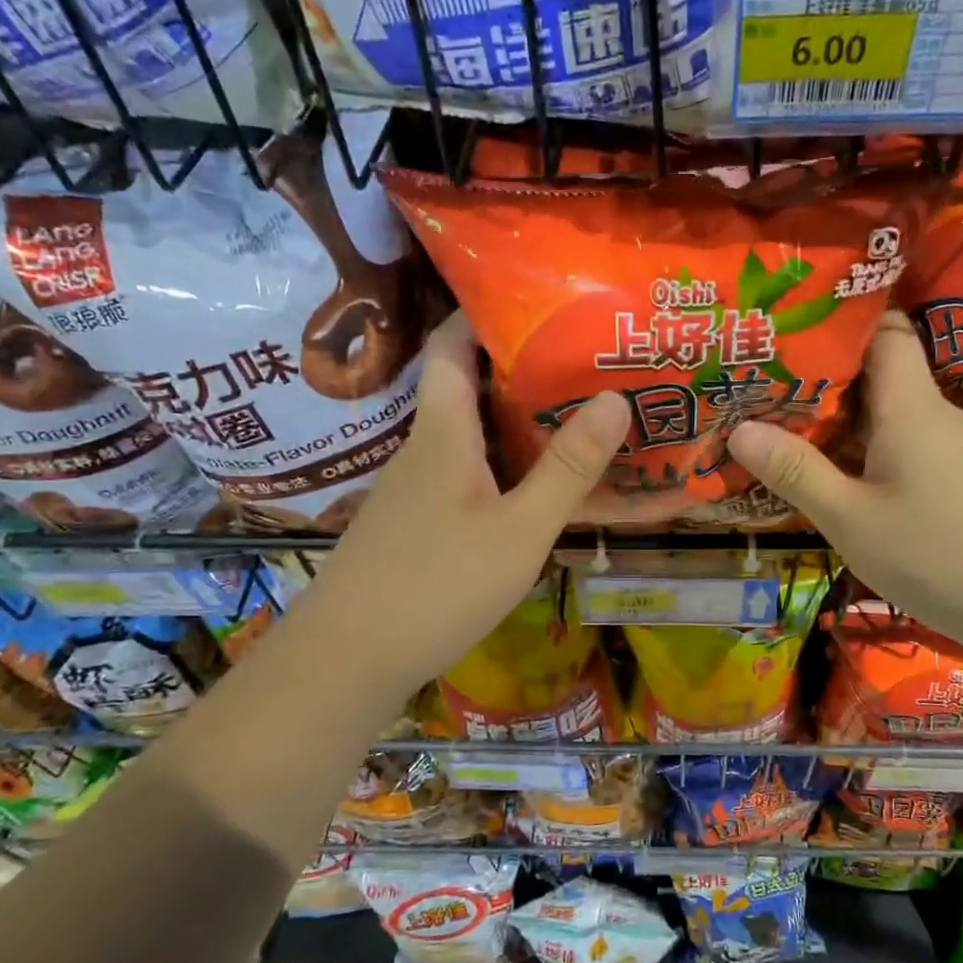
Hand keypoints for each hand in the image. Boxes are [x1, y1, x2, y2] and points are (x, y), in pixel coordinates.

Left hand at [289, 313, 628, 700]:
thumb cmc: (437, 585)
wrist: (347, 661)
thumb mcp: (519, 529)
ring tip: (575, 418)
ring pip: (469, 437)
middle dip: (521, 370)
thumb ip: (567, 468)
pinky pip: (466, 476)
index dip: (484, 313)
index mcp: (443, 432)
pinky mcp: (416, 525)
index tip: (538, 301)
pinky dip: (502, 468)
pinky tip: (534, 489)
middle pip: (467, 388)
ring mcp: (416, 490)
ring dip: (515, 423)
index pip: (452, 346)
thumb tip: (615, 397)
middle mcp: (424, 449)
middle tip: (583, 364)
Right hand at [725, 310, 962, 645]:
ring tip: (783, 426)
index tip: (789, 329)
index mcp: (911, 407)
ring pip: (888, 414)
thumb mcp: (852, 520)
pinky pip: (902, 445)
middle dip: (822, 376)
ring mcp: (952, 448)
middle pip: (879, 372)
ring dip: (839, 419)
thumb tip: (739, 429)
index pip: (885, 329)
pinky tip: (834, 475)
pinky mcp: (958, 479)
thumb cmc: (939, 557)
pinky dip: (864, 450)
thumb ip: (796, 472)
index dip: (841, 320)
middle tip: (763, 384)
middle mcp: (935, 415)